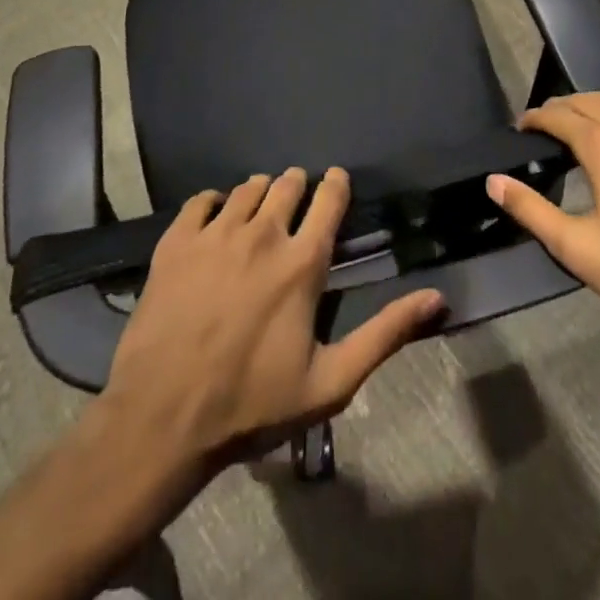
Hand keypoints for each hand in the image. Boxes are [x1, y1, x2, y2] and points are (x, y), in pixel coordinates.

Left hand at [99, 167, 442, 470]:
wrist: (162, 419)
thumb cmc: (252, 403)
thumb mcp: (330, 383)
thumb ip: (385, 335)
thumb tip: (437, 298)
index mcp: (302, 262)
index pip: (329, 199)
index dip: (337, 184)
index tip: (337, 181)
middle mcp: (263, 233)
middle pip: (287, 184)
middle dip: (297, 185)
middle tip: (296, 198)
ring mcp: (216, 234)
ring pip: (246, 188)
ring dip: (259, 192)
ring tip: (258, 209)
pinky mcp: (177, 242)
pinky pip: (201, 201)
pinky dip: (213, 203)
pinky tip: (214, 218)